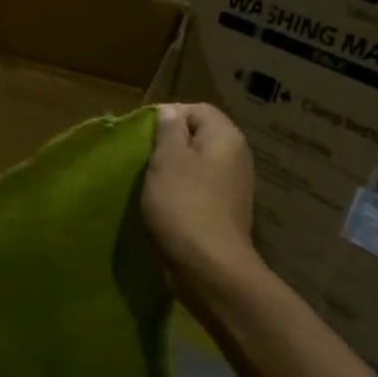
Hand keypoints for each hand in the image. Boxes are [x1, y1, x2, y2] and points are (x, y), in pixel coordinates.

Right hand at [141, 103, 260, 289]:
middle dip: (168, 145)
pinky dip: (179, 193)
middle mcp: (236, 158)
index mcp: (226, 138)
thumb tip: (169, 112)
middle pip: (198, 137)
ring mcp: (232, 188)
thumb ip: (168, 131)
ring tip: (147, 182)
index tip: (141, 134)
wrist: (208, 267)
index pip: (197, 109)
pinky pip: (198, 191)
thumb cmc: (184, 204)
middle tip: (141, 158)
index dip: (168, 115)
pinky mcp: (222, 213)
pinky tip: (161, 205)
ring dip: (171, 171)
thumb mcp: (167, 160)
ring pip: (196, 166)